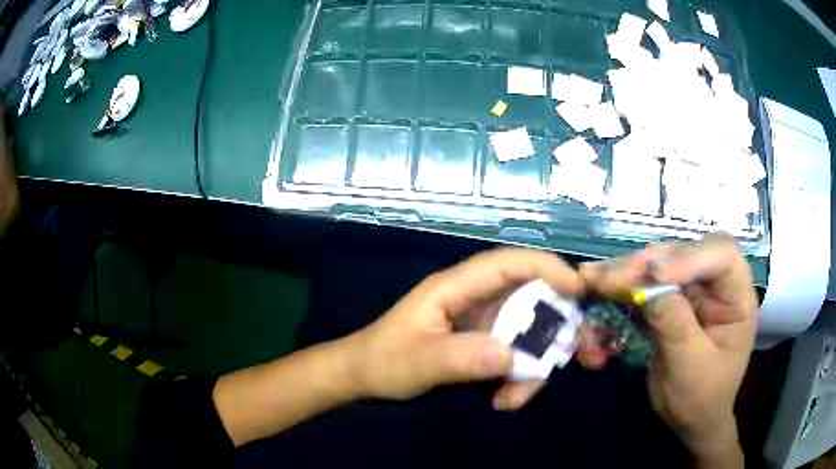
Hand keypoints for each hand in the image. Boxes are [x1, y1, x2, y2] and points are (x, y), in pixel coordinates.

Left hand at [346, 249, 583, 408]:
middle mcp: (476, 299)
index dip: (547, 267)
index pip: (507, 263)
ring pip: (529, 332)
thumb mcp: (418, 362)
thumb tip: (512, 357)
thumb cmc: (384, 361)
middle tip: (585, 354)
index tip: (579, 288)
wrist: (364, 376)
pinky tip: (504, 401)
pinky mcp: (484, 343)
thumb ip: (461, 358)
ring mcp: (482, 322)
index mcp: (456, 287)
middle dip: (561, 325)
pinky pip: (516, 354)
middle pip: (531, 298)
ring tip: (516, 400)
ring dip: (537, 365)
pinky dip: (519, 378)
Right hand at [581, 235, 755, 464]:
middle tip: (607, 279)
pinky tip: (598, 290)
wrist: (691, 419)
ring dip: (626, 273)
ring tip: (593, 280)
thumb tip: (647, 283)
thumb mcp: (691, 366)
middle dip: (646, 265)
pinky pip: (643, 287)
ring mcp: (691, 291)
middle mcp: (715, 284)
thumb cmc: (702, 397)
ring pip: (658, 266)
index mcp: (736, 296)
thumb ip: (675, 324)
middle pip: (683, 254)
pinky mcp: (670, 302)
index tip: (654, 275)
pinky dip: (619, 290)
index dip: (690, 256)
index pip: (722, 255)